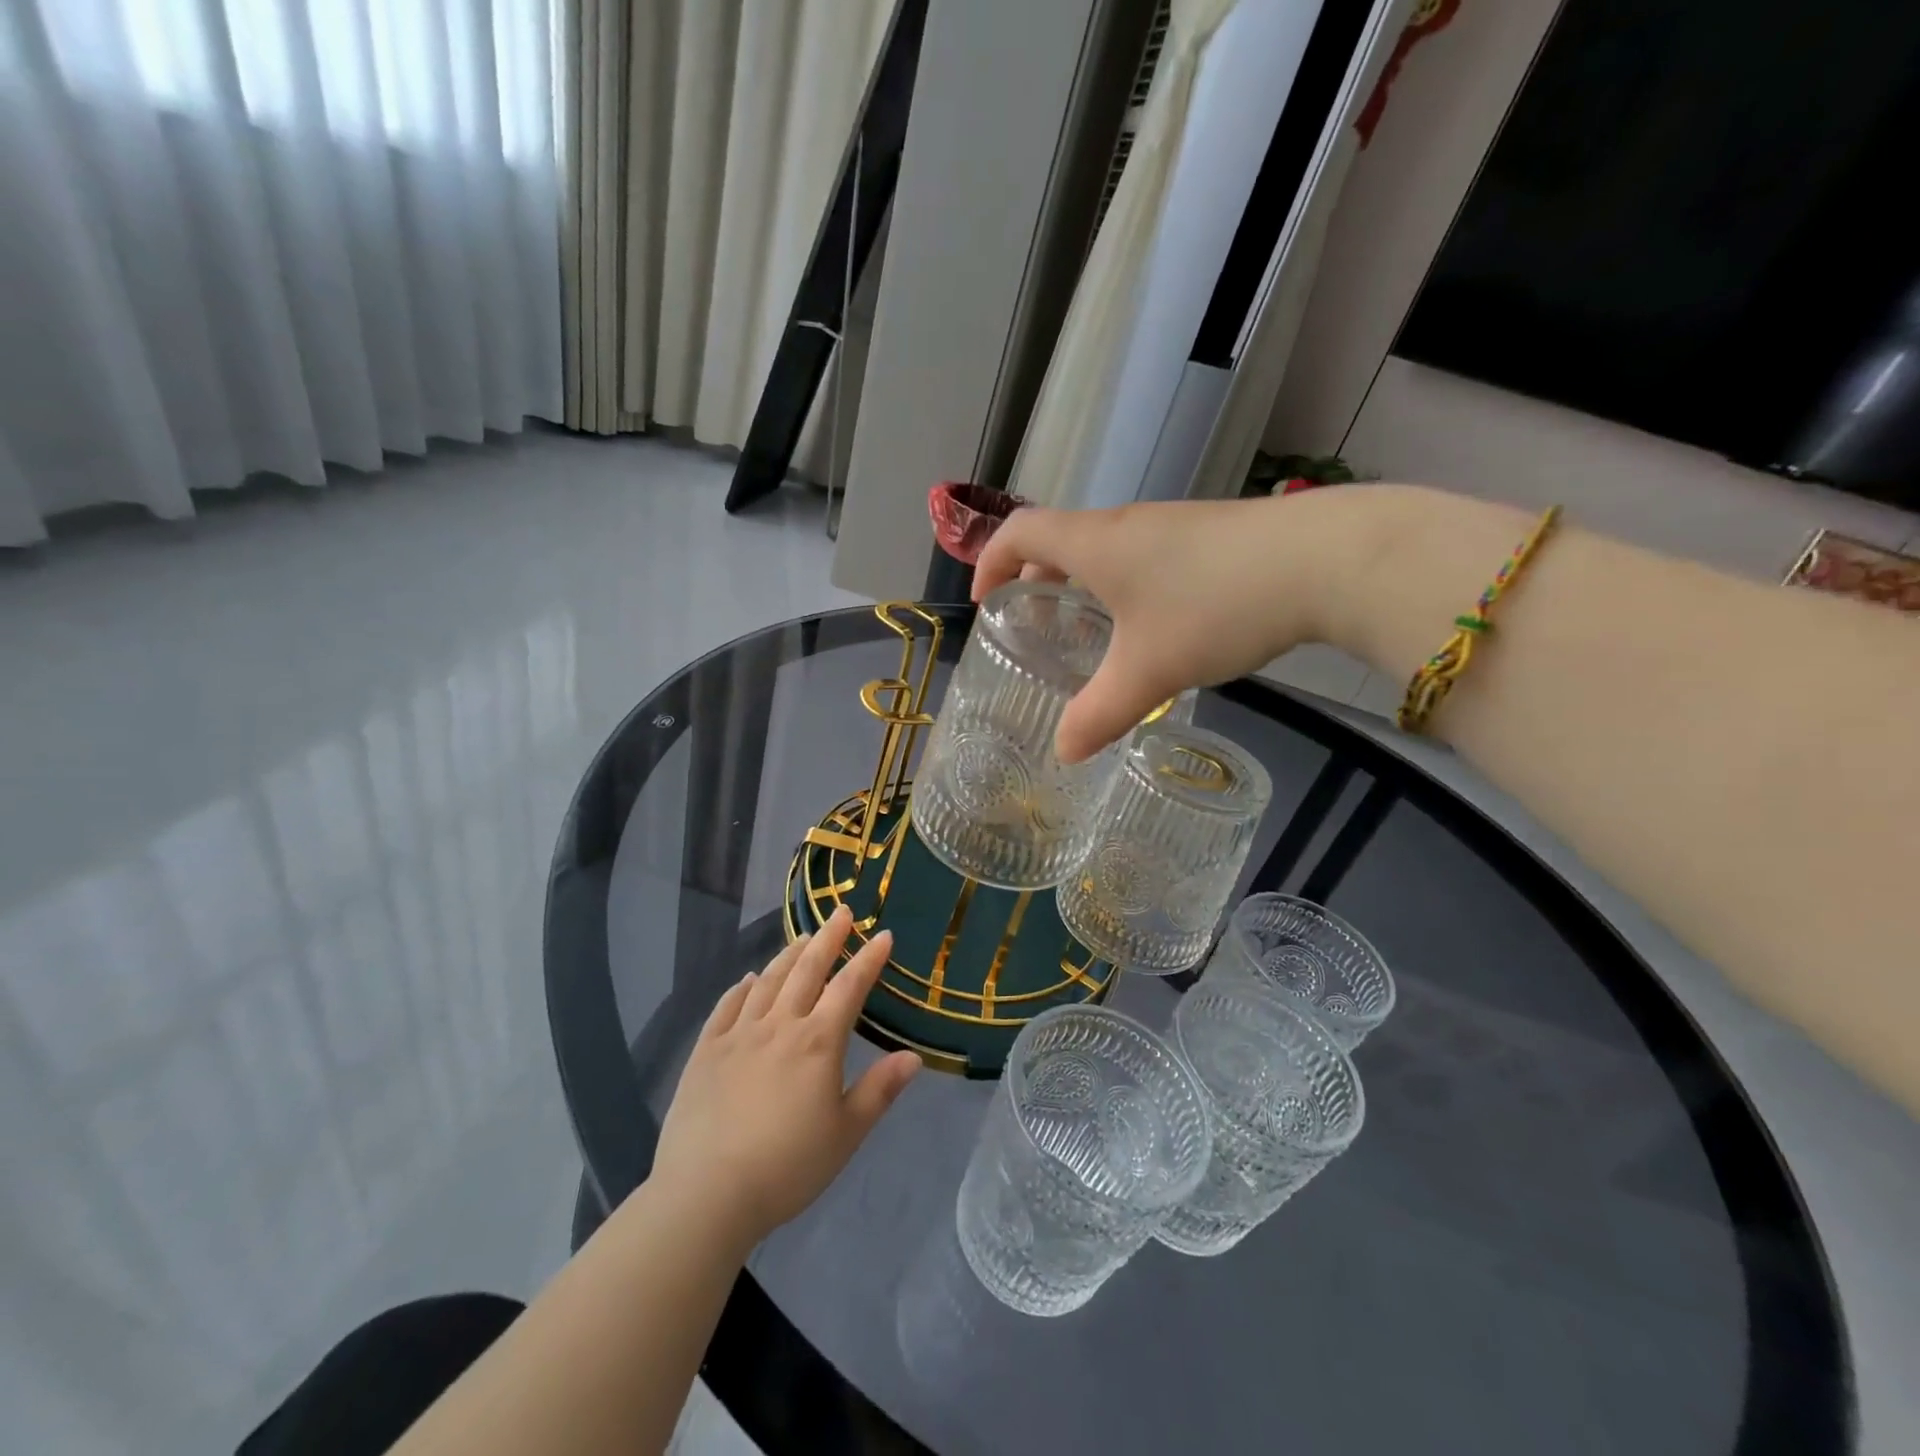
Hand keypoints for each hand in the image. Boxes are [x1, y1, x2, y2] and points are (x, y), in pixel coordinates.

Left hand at [651, 906, 920, 1249]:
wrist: (706, 1194)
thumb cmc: (787, 1167)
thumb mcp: (846, 1134)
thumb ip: (879, 1091)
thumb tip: (913, 1057)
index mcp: (818, 1042)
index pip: (849, 987)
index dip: (868, 959)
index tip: (882, 935)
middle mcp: (779, 1025)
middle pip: (807, 970)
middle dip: (828, 938)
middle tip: (841, 912)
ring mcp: (738, 1034)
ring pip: (768, 981)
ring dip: (788, 955)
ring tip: (802, 937)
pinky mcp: (706, 1051)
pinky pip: (727, 1006)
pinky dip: (741, 987)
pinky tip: (748, 979)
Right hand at [974, 495, 1344, 761]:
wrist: (1325, 559)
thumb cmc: (1214, 607)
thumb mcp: (1149, 671)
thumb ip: (1099, 714)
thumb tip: (1065, 753)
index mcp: (1096, 544)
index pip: (1020, 532)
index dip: (991, 562)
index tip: (985, 602)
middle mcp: (1127, 526)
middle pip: (1060, 539)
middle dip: (1036, 581)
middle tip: (1036, 627)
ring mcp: (1172, 526)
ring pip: (1106, 550)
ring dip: (1084, 585)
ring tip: (1091, 633)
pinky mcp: (1209, 536)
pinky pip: (1144, 556)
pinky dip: (1124, 586)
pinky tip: (1153, 627)